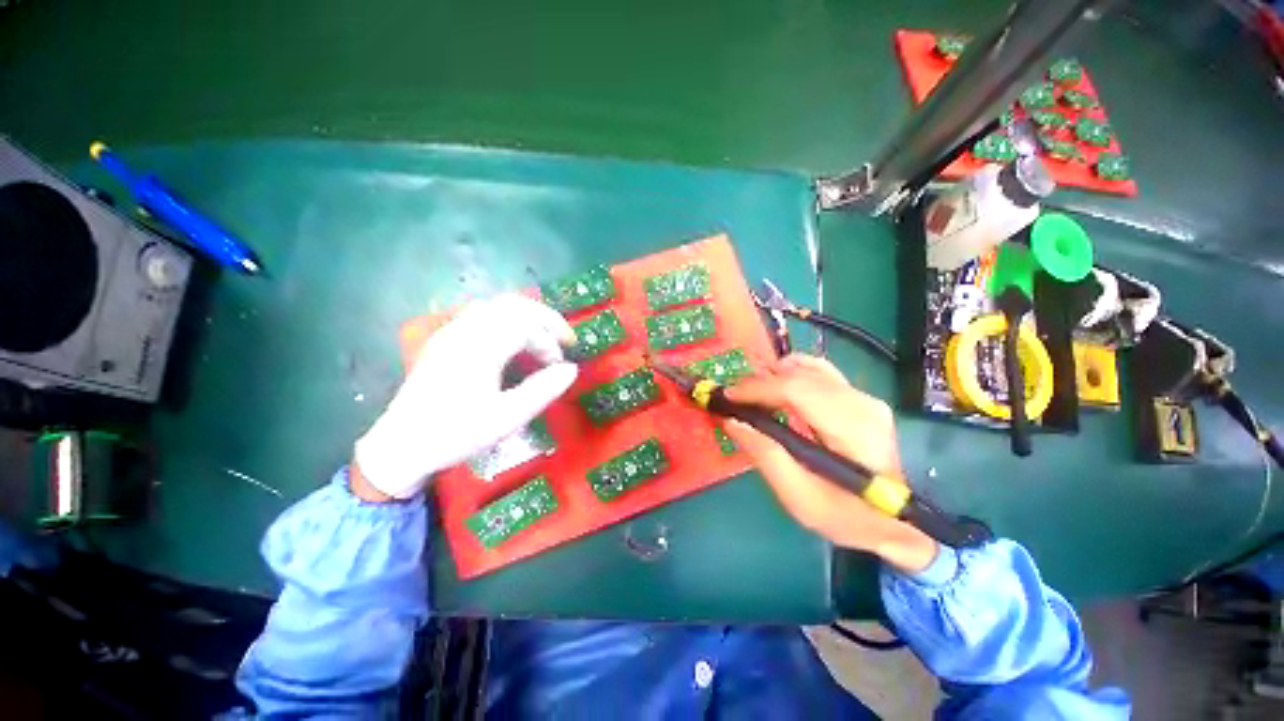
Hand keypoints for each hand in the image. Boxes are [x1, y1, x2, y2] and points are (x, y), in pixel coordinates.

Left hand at [354, 295, 578, 499]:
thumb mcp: (506, 418)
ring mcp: (452, 331)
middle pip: (514, 304)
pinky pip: (483, 313)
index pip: (526, 325)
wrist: (400, 446)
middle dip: (546, 318)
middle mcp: (465, 330)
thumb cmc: (455, 434)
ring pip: (498, 305)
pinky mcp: (445, 339)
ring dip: (528, 317)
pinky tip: (514, 342)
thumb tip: (571, 369)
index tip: (559, 367)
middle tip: (565, 339)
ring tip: (543, 339)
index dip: (550, 342)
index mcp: (480, 347)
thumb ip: (543, 390)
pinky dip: (509, 320)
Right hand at [722, 354, 937, 572]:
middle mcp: (861, 403)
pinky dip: (789, 375)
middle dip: (758, 383)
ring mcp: (863, 396)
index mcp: (853, 430)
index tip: (726, 397)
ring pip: (806, 368)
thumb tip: (732, 421)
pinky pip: (817, 372)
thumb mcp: (801, 500)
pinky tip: (776, 390)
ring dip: (772, 378)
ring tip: (751, 397)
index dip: (757, 389)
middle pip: (799, 375)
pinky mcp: (859, 396)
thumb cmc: (849, 517)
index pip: (797, 390)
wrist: (899, 523)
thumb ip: (766, 457)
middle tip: (733, 400)